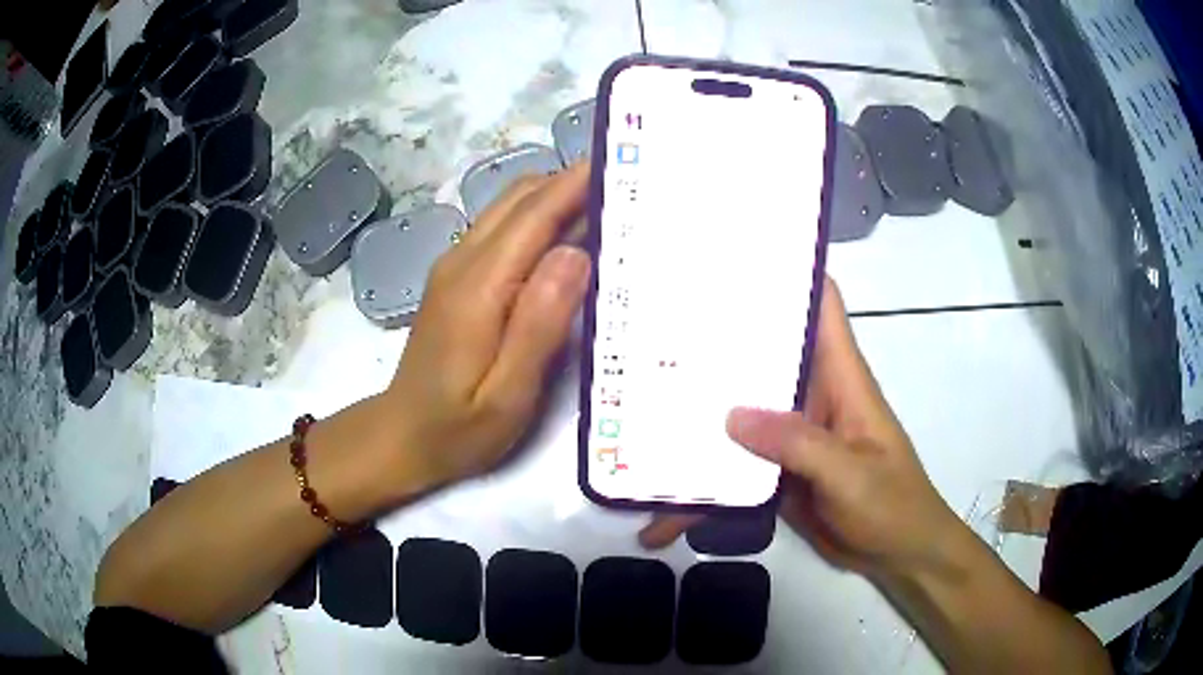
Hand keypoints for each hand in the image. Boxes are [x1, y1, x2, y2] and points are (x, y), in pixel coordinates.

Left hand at [383, 164, 591, 487]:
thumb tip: (576, 253)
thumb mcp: (507, 394)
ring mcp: (456, 266)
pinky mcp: (457, 277)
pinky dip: (540, 219)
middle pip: (521, 198)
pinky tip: (569, 239)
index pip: (535, 214)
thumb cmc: (458, 429)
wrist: (402, 436)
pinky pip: (503, 229)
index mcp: (478, 286)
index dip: (577, 182)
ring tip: (609, 204)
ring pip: (511, 208)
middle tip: (627, 184)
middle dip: (572, 181)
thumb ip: (539, 324)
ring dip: (557, 197)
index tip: (622, 160)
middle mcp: (463, 261)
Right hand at [640, 279, 963, 580]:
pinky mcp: (778, 468)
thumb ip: (799, 444)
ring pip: (745, 406)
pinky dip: (707, 472)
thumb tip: (733, 415)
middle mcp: (812, 394)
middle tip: (663, 320)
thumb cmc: (892, 504)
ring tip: (644, 397)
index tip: (738, 255)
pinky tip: (666, 491)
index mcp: (841, 378)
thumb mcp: (851, 474)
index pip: (822, 305)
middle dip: (722, 335)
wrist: (896, 553)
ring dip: (705, 406)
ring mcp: (792, 433)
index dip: (790, 272)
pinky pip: (738, 459)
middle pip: (768, 350)